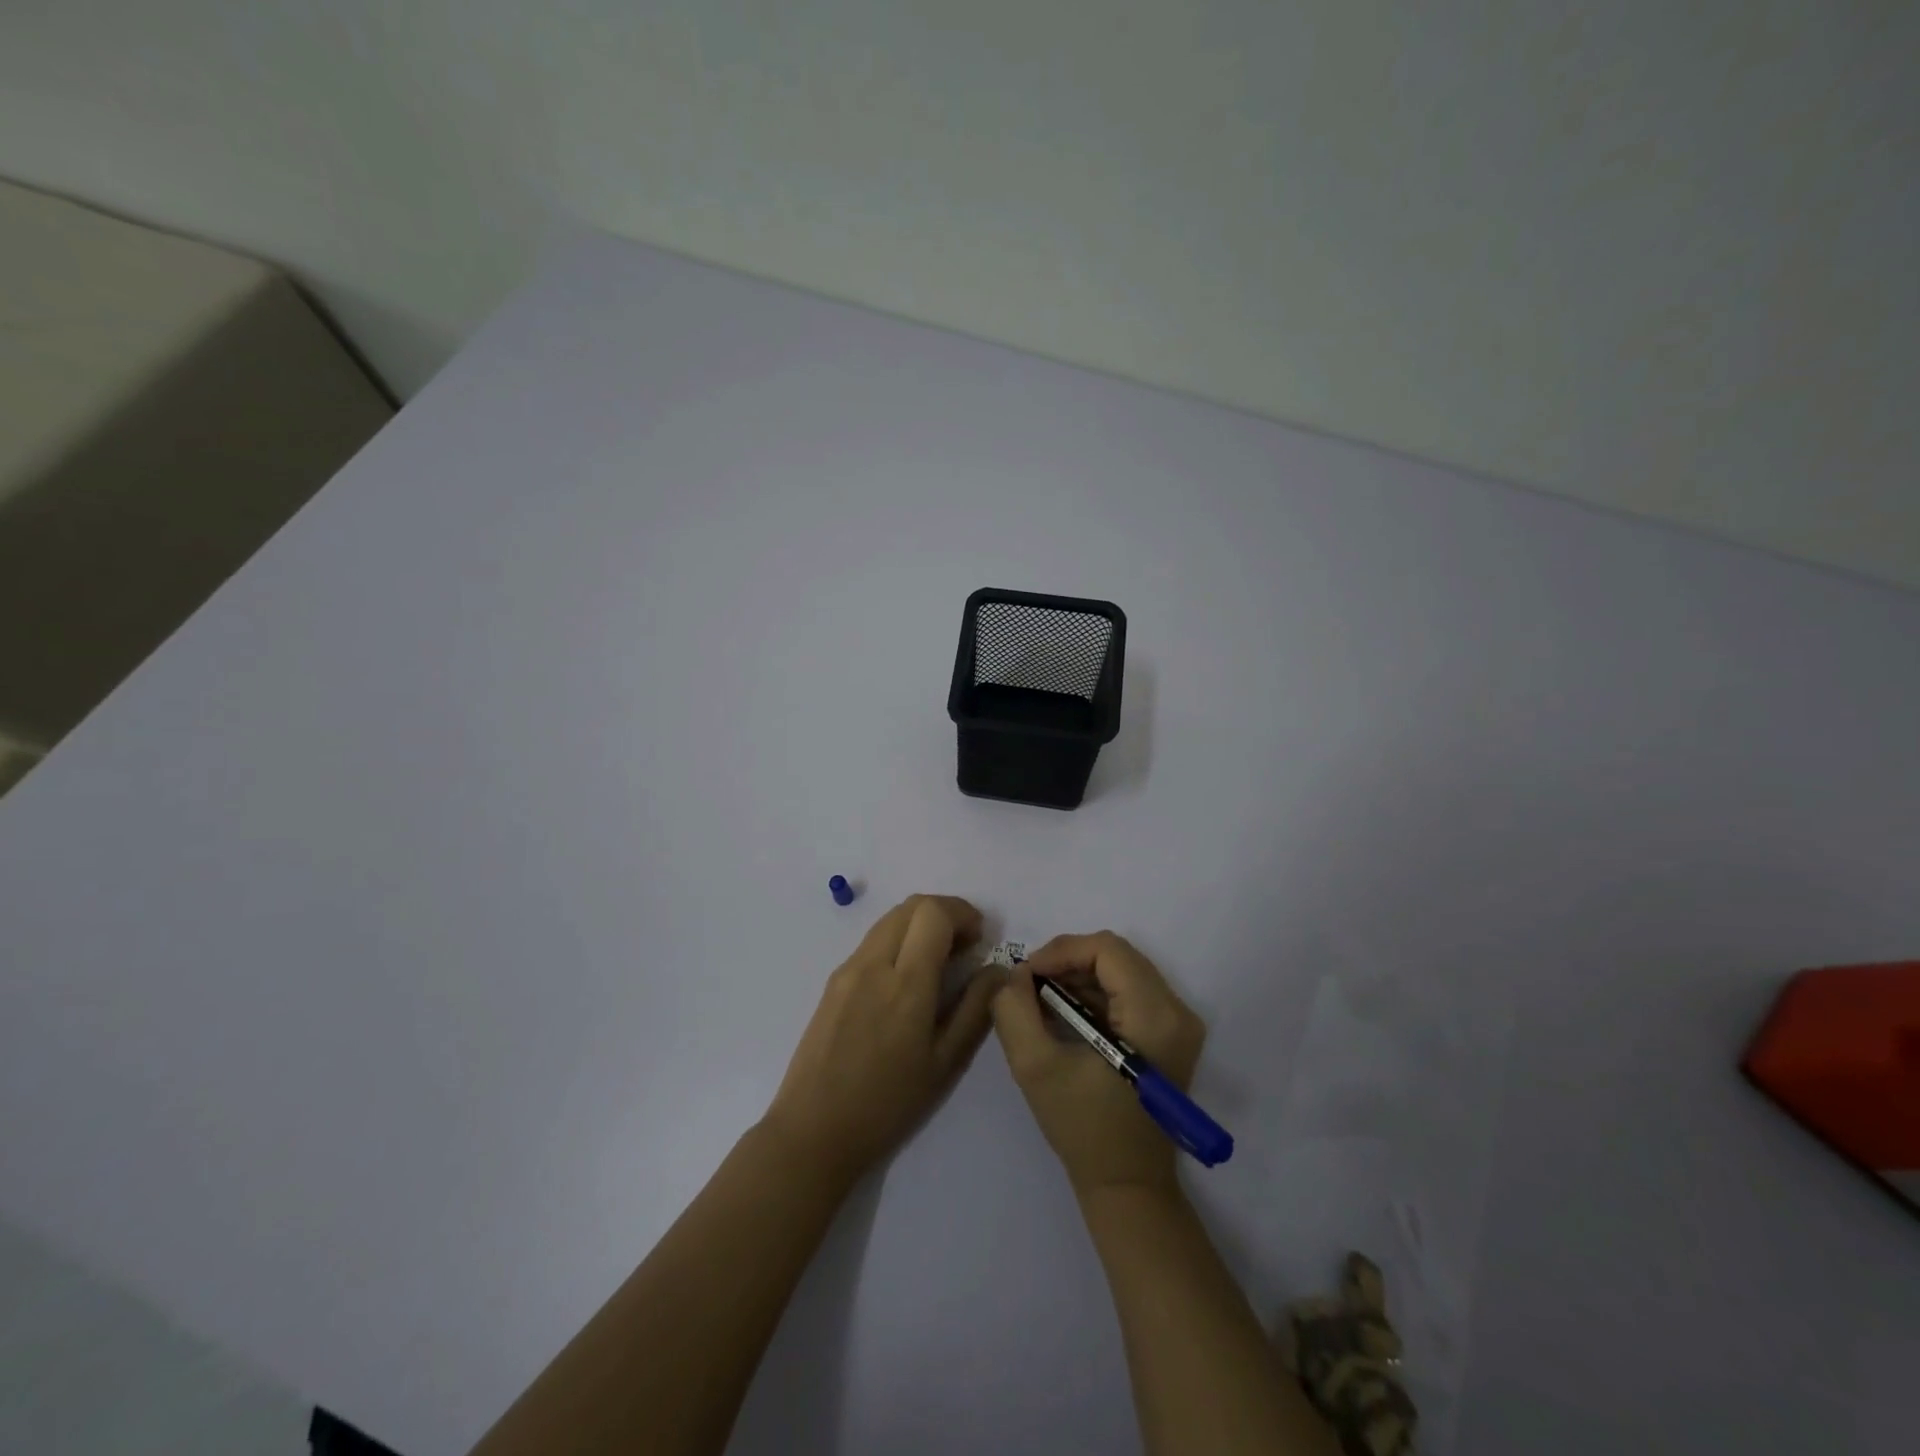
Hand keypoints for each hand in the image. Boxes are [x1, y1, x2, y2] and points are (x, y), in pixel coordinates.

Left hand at [763, 895, 1000, 1185]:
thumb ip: (975, 1009)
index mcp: (906, 984)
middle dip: (944, 913)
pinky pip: (872, 942)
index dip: (962, 912)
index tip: (980, 938)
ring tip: (938, 961)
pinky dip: (898, 941)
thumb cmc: (887, 1104)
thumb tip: (997, 970)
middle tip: (965, 946)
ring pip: (889, 920)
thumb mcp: (944, 1063)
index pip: (933, 912)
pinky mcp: (832, 981)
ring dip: (920, 924)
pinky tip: (906, 980)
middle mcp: (873, 964)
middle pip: (911, 906)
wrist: (813, 1131)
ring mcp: (848, 969)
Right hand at [991, 931, 1205, 1197]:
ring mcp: (1179, 1023)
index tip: (1026, 974)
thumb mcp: (1035, 1067)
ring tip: (1042, 1000)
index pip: (1107, 949)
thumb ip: (1014, 1010)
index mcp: (1155, 1015)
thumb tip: (1013, 973)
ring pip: (1122, 970)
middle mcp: (1177, 1010)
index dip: (1061, 951)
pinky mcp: (1171, 1034)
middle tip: (1030, 985)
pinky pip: (1129, 990)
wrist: (1127, 1186)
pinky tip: (1065, 1015)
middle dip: (1067, 962)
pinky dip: (1094, 993)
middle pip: (1116, 955)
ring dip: (1078, 977)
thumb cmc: (1084, 1128)